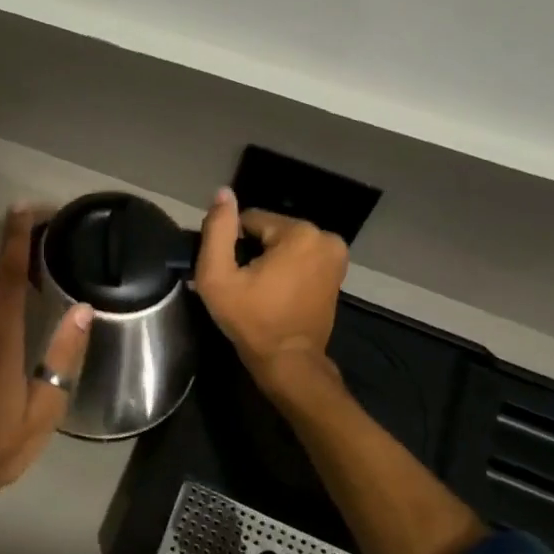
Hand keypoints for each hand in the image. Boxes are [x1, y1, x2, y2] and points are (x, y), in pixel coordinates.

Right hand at [193, 187, 348, 393]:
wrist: (289, 360)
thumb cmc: (251, 319)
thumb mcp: (218, 276)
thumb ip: (217, 230)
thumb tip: (223, 193)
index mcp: (299, 233)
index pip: (249, 219)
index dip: (232, 245)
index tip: (230, 273)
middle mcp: (325, 236)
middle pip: (269, 230)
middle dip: (252, 251)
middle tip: (242, 284)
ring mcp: (336, 254)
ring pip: (284, 243)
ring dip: (268, 260)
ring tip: (257, 289)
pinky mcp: (337, 270)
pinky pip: (300, 256)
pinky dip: (285, 267)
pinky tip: (274, 291)